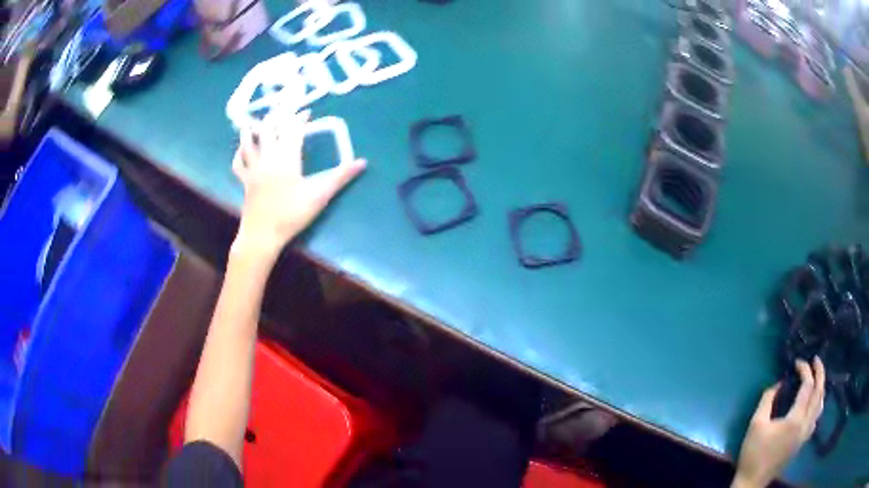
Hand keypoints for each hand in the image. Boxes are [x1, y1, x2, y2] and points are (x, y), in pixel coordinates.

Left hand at [231, 107, 365, 257]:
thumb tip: (362, 162)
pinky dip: (239, 154)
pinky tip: (241, 150)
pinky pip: (238, 164)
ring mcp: (253, 169)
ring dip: (253, 130)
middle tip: (282, 109)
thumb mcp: (319, 196)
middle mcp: (268, 158)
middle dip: (276, 117)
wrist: (263, 235)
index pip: (293, 131)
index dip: (300, 119)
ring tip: (255, 121)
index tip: (307, 112)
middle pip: (269, 130)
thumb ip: (340, 177)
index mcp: (287, 158)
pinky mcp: (245, 182)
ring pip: (250, 143)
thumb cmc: (291, 215)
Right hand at [732, 357, 825, 487]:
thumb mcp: (756, 424)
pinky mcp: (803, 442)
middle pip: (819, 392)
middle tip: (815, 360)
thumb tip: (779, 383)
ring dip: (821, 388)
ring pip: (820, 405)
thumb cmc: (753, 453)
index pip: (807, 386)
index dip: (805, 370)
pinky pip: (816, 417)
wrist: (752, 482)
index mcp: (795, 419)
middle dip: (819, 373)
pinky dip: (818, 404)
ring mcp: (805, 434)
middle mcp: (805, 424)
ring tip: (817, 378)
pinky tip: (813, 403)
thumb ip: (767, 400)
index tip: (797, 362)